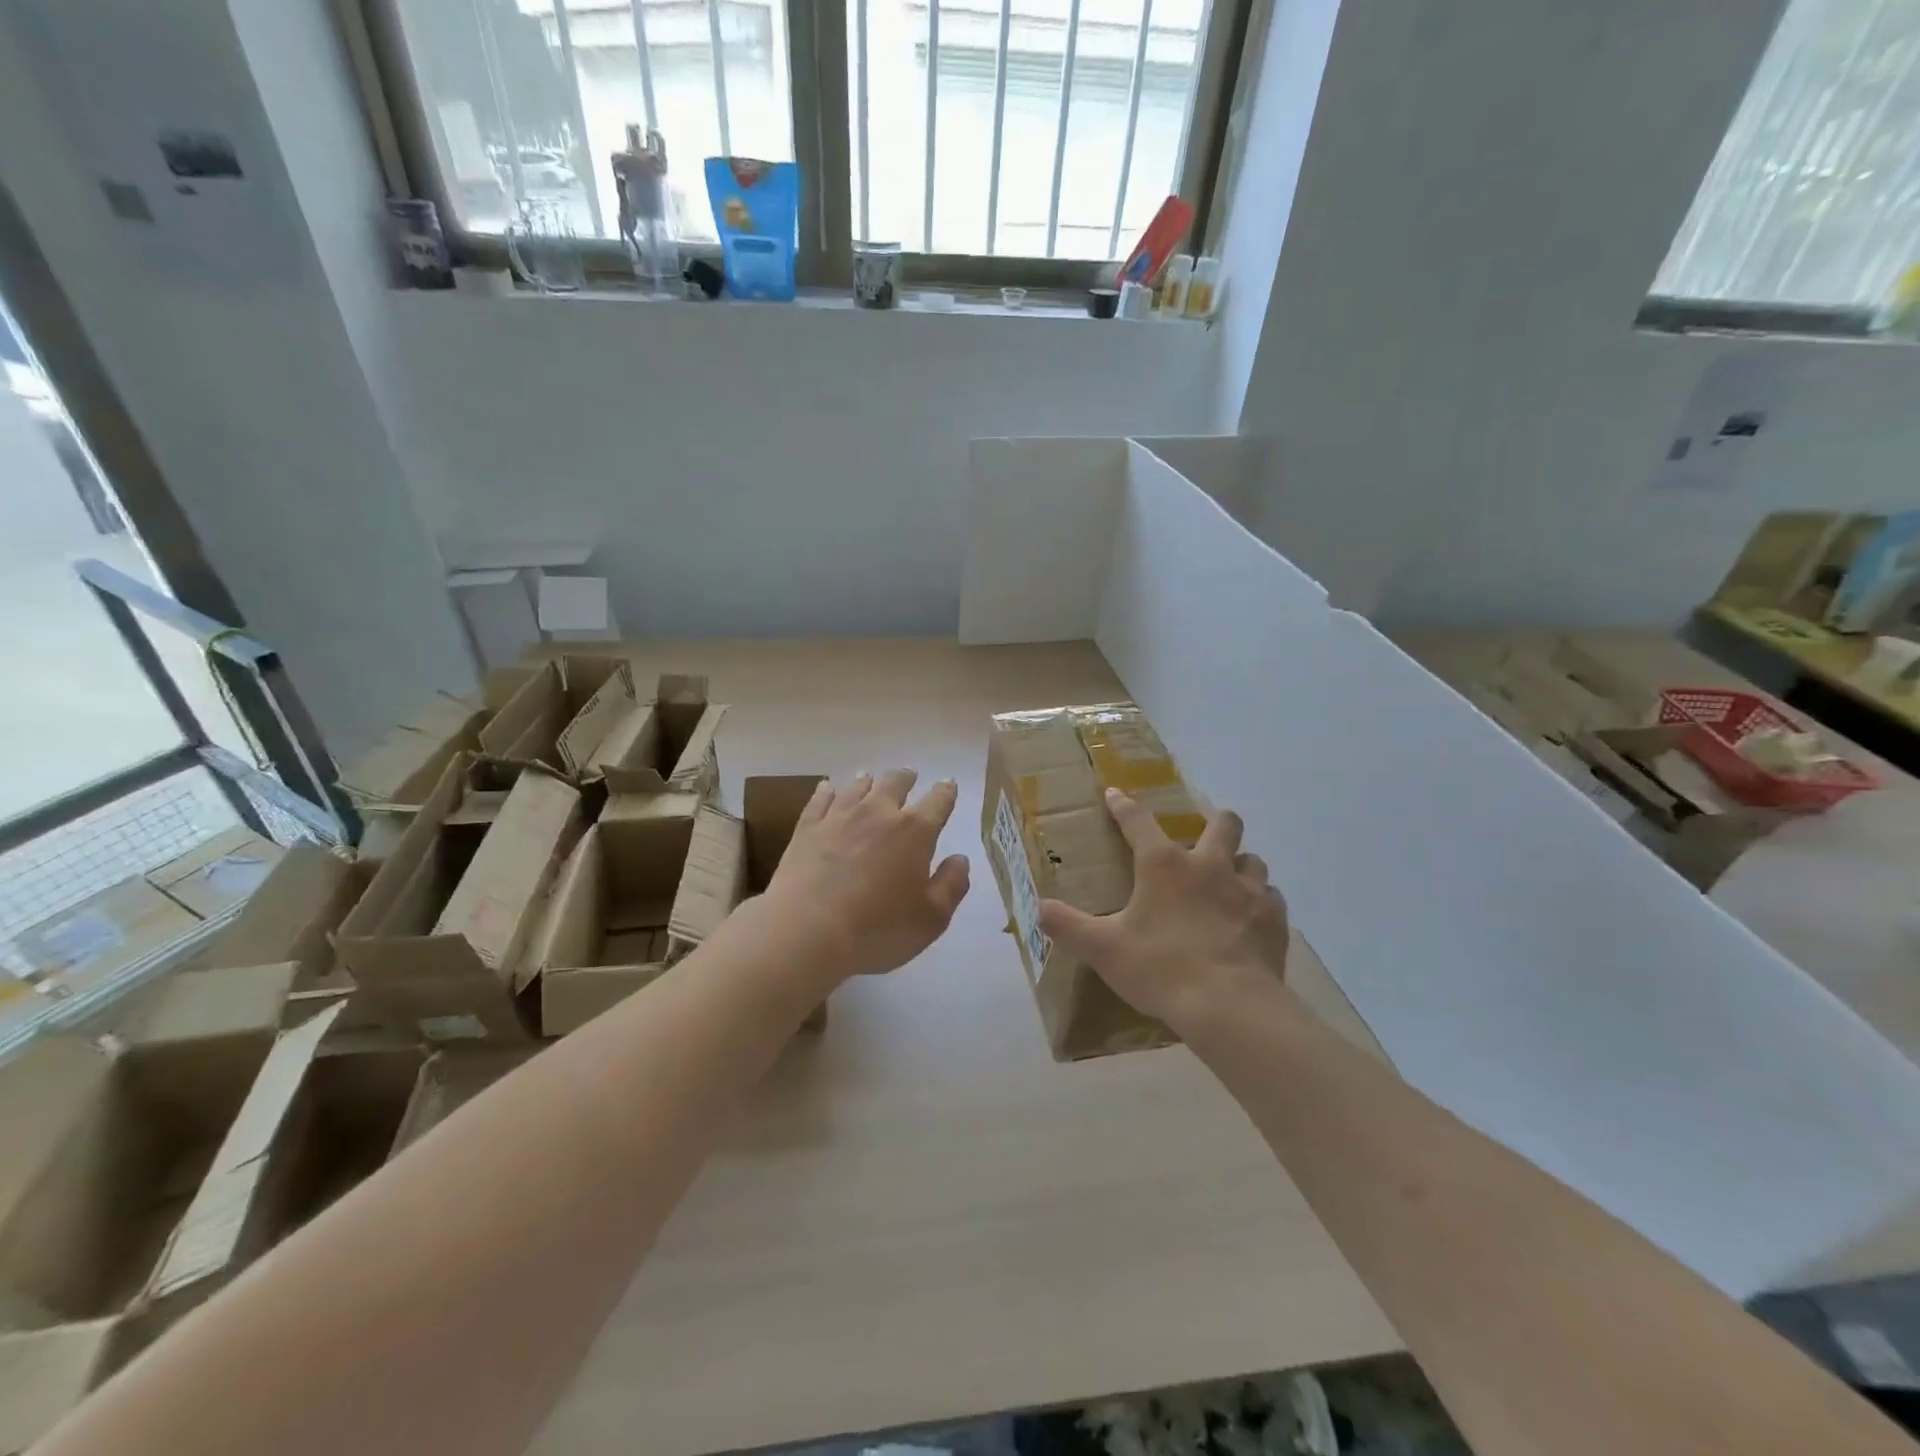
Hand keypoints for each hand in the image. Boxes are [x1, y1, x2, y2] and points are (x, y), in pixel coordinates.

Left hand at [763, 770, 970, 980]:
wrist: (807, 930)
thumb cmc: (878, 928)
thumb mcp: (931, 918)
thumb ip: (951, 885)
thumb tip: (960, 859)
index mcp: (915, 831)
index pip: (938, 802)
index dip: (946, 792)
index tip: (948, 784)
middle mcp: (878, 813)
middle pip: (895, 784)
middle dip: (906, 778)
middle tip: (909, 775)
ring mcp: (839, 817)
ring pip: (857, 787)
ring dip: (868, 781)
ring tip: (869, 778)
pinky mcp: (807, 828)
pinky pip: (820, 799)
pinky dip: (827, 790)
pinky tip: (827, 787)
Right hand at [1038, 789, 1288, 1030]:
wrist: (1229, 1007)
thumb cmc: (1160, 968)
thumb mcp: (1103, 950)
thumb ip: (1069, 926)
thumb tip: (1039, 908)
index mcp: (1164, 865)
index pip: (1138, 822)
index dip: (1124, 806)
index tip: (1115, 794)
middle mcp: (1210, 865)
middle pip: (1223, 823)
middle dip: (1214, 822)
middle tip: (1203, 838)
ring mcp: (1248, 890)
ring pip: (1253, 859)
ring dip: (1240, 864)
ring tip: (1229, 882)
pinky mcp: (1274, 918)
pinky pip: (1271, 897)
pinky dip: (1261, 902)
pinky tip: (1251, 918)